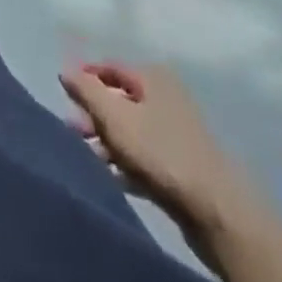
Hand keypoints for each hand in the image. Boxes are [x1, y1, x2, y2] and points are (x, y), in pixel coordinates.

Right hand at [60, 62, 252, 226]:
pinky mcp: (184, 167)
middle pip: (119, 100)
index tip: (64, 95)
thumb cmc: (159, 151)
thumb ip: (85, 90)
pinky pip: (146, 156)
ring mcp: (178, 134)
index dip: (84, 77)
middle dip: (94, 114)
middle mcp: (167, 98)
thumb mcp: (113, 115)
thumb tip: (66, 70)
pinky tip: (113, 176)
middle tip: (73, 130)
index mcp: (153, 77)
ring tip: (89, 156)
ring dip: (107, 140)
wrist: (218, 213)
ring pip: (131, 130)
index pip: (108, 67)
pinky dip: (127, 162)